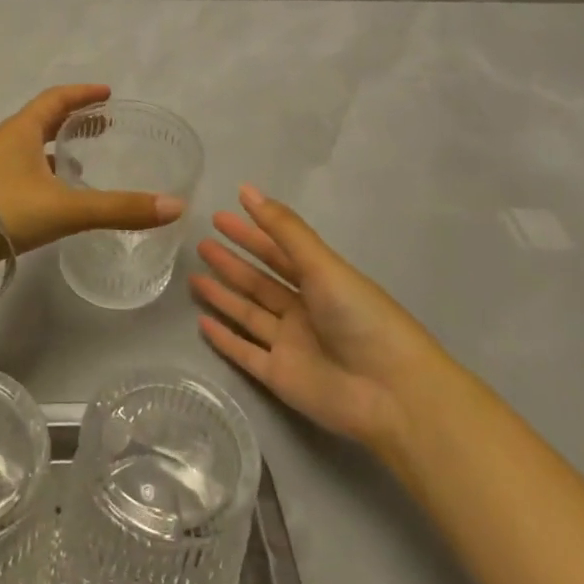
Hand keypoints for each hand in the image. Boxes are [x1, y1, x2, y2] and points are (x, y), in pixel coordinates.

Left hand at [0, 85, 182, 271]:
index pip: (56, 99)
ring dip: (57, 151)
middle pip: (43, 121)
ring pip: (31, 150)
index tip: (107, 93)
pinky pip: (22, 175)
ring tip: (84, 163)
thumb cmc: (4, 209)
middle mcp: (6, 142)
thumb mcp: (67, 208)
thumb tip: (175, 207)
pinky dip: (44, 177)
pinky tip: (56, 200)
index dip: (83, 94)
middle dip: (73, 121)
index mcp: (22, 130)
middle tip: (102, 127)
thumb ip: (120, 208)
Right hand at [193, 185, 446, 450]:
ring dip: (223, 296)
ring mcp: (290, 344)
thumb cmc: (361, 319)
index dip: (250, 233)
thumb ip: (284, 230)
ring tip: (192, 277)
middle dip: (232, 263)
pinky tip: (201, 323)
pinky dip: (224, 339)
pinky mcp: (279, 377)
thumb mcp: (323, 266)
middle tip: (200, 243)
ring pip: (248, 314)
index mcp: (320, 282)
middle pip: (259, 282)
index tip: (220, 216)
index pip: (277, 252)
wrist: (391, 393)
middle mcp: (304, 310)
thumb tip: (247, 190)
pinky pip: (245, 353)